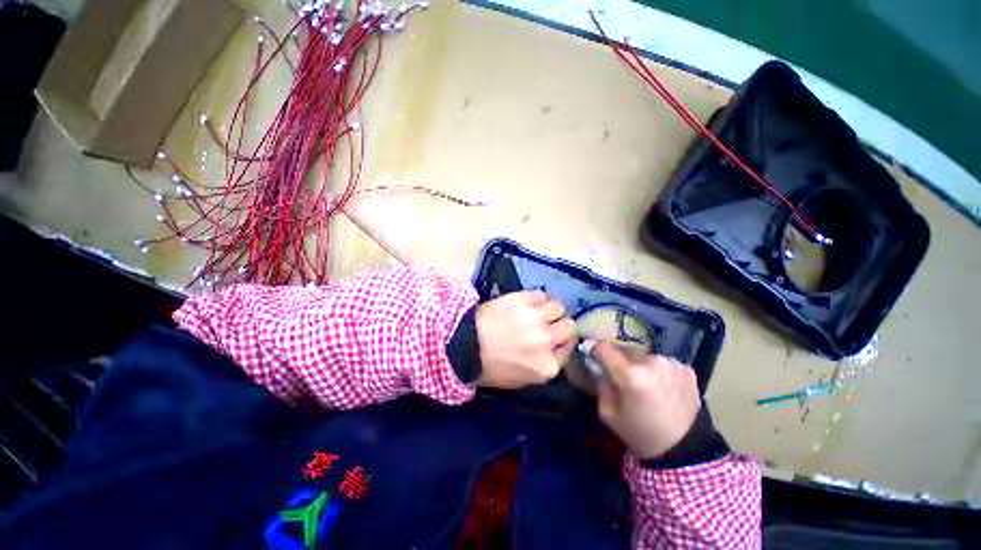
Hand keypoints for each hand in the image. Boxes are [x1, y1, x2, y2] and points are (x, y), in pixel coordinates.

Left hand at [475, 290, 576, 388]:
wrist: (464, 345)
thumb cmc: (490, 367)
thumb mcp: (521, 379)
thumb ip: (544, 365)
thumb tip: (553, 349)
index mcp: (547, 366)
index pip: (569, 348)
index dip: (562, 342)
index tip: (554, 338)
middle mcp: (547, 341)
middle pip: (569, 326)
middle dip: (560, 325)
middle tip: (547, 324)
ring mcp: (536, 318)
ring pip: (558, 307)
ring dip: (549, 310)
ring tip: (536, 311)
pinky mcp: (523, 300)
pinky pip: (541, 294)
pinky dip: (536, 298)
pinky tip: (526, 303)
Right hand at [593, 342, 700, 459]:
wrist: (684, 450)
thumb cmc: (640, 433)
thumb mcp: (608, 414)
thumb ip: (602, 385)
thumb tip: (602, 369)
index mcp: (631, 375)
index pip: (604, 348)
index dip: (596, 351)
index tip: (595, 356)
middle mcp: (652, 363)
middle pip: (626, 351)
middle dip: (621, 361)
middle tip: (623, 378)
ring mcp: (672, 364)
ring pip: (646, 357)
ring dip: (642, 366)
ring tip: (646, 386)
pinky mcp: (687, 370)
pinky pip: (663, 364)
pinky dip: (659, 372)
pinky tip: (663, 389)